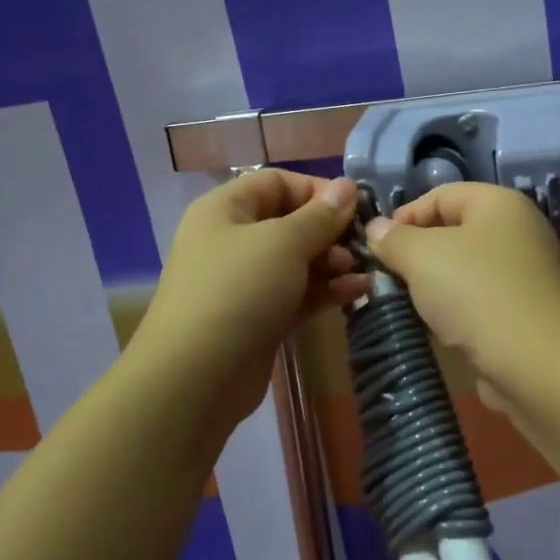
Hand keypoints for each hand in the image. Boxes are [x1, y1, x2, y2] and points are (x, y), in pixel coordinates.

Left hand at [133, 170, 366, 428]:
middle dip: (329, 231)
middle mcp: (232, 240)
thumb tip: (347, 186)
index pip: (277, 183)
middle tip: (360, 245)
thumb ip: (320, 216)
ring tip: (362, 272)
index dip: (317, 190)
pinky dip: (325, 291)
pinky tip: (357, 292)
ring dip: (332, 263)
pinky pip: (297, 294)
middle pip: (289, 222)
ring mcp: (245, 282)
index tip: (355, 206)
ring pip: (297, 261)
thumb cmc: (238, 291)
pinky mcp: (259, 318)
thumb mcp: (284, 243)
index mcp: (226, 209)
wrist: (197, 376)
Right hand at [364, 182, 559, 406]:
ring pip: (463, 270)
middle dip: (415, 254)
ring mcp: (525, 274)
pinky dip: (453, 310)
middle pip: (452, 232)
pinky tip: (433, 329)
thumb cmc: (476, 293)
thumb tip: (377, 228)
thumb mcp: (421, 256)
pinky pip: (477, 300)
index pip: (441, 195)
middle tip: (386, 277)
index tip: (376, 247)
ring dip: (431, 286)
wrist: (535, 364)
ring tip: (404, 304)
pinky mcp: (524, 312)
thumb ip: (394, 239)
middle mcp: (518, 231)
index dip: (404, 215)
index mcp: (500, 204)